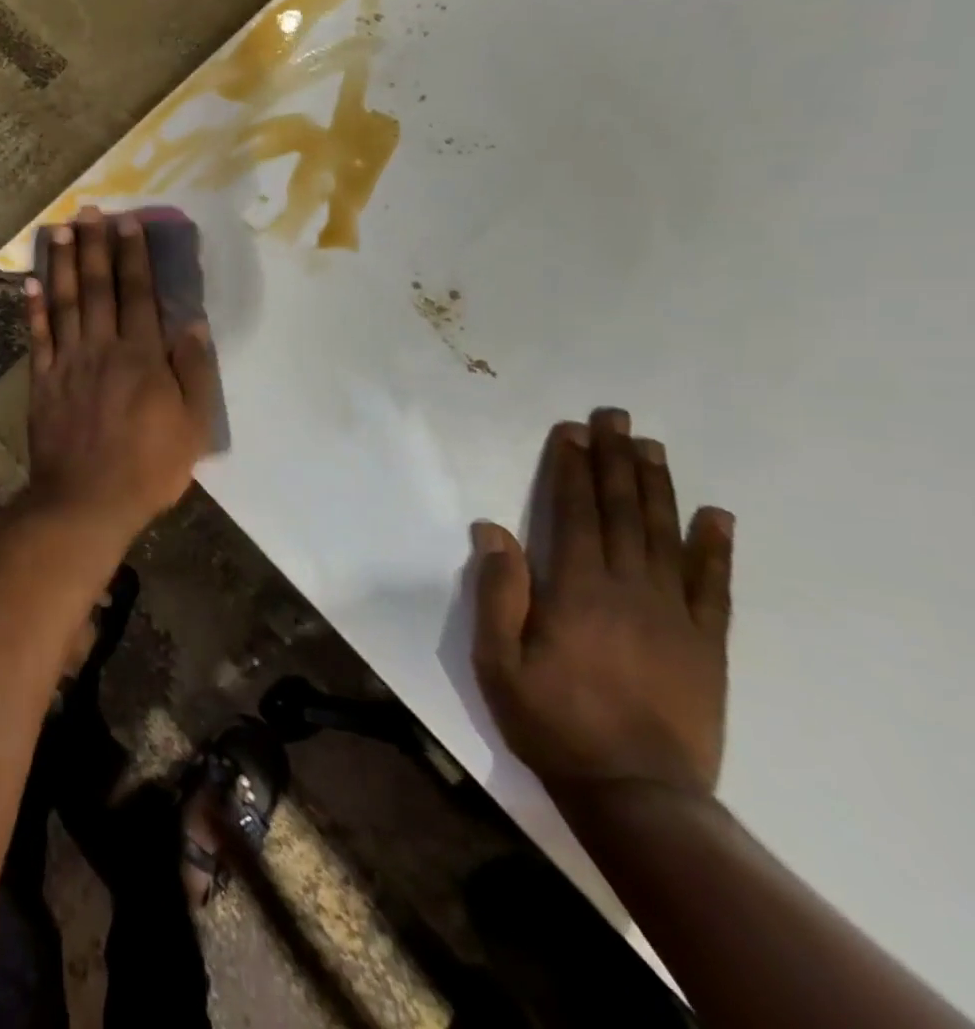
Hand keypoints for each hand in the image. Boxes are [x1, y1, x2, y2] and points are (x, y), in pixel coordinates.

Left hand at [23, 208, 218, 536]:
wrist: (86, 501)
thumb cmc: (148, 467)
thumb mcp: (192, 426)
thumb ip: (193, 372)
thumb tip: (192, 324)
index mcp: (142, 357)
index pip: (139, 294)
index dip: (133, 256)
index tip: (127, 223)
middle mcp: (102, 348)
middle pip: (99, 288)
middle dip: (96, 246)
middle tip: (89, 210)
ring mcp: (67, 363)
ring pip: (65, 302)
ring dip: (64, 263)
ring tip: (61, 229)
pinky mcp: (42, 382)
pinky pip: (37, 336)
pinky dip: (34, 308)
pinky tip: (32, 281)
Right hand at [471, 407, 735, 804]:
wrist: (637, 792)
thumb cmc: (551, 720)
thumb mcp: (498, 659)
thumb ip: (498, 592)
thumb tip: (493, 529)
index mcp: (577, 591)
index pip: (575, 513)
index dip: (571, 469)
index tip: (570, 431)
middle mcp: (630, 590)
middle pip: (622, 513)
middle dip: (614, 461)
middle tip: (613, 417)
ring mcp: (676, 616)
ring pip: (666, 537)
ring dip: (657, 487)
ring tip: (650, 446)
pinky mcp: (707, 644)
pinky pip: (714, 586)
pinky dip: (716, 548)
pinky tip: (717, 516)